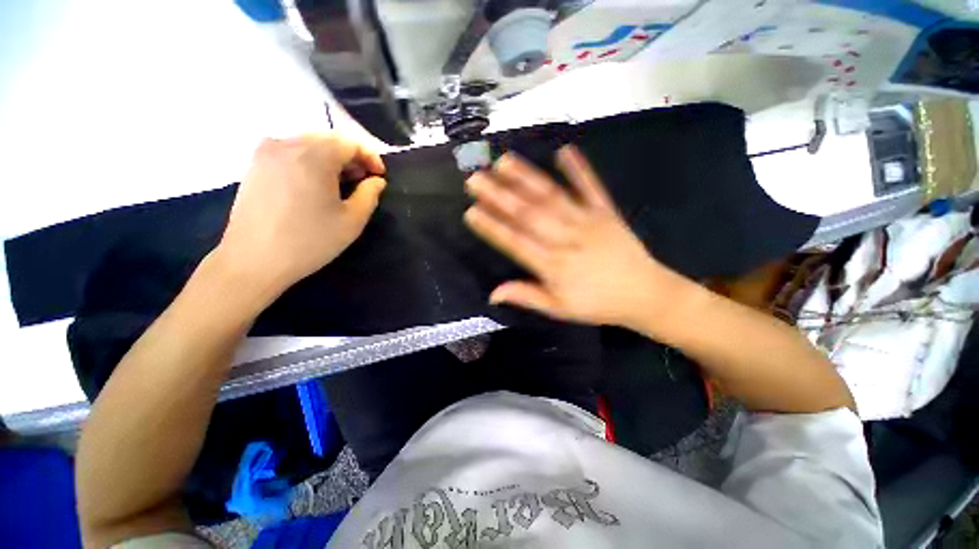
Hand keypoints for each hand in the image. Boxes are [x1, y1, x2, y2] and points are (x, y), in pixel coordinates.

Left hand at [214, 134, 385, 297]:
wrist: (253, 260)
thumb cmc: (309, 241)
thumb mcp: (352, 221)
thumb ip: (370, 195)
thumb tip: (376, 181)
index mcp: (314, 156)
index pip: (350, 142)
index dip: (370, 157)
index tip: (380, 176)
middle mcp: (287, 144)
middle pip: (329, 139)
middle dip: (352, 157)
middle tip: (363, 180)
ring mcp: (266, 152)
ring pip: (309, 143)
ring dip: (332, 159)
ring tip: (341, 183)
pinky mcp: (255, 164)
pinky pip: (291, 151)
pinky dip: (310, 161)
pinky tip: (315, 184)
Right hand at [464, 146, 684, 327]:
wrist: (644, 295)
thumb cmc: (597, 304)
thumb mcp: (559, 309)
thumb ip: (526, 297)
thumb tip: (492, 294)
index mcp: (554, 266)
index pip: (516, 243)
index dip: (493, 228)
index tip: (471, 212)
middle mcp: (566, 239)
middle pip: (529, 215)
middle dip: (499, 196)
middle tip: (475, 179)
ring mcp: (588, 222)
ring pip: (552, 197)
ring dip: (527, 178)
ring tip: (504, 161)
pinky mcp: (606, 212)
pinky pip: (591, 187)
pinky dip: (579, 169)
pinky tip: (564, 150)